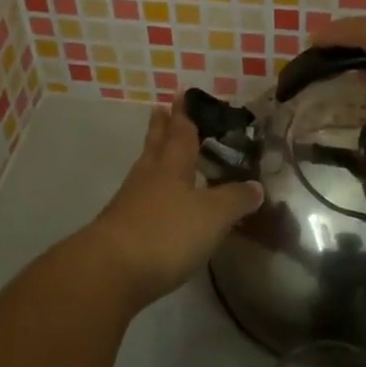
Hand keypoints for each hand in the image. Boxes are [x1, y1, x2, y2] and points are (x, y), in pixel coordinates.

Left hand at [80, 99, 262, 308]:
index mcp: (172, 167)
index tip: (181, 95)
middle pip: (156, 145)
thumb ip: (235, 200)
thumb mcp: (212, 216)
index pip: (181, 133)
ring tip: (159, 149)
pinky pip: (139, 198)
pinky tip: (155, 201)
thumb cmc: (166, 234)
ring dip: (153, 156)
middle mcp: (149, 177)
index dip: (184, 115)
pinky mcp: (120, 229)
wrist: (110, 271)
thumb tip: (256, 186)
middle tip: (161, 109)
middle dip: (161, 128)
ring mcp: (130, 202)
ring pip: (145, 169)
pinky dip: (150, 191)